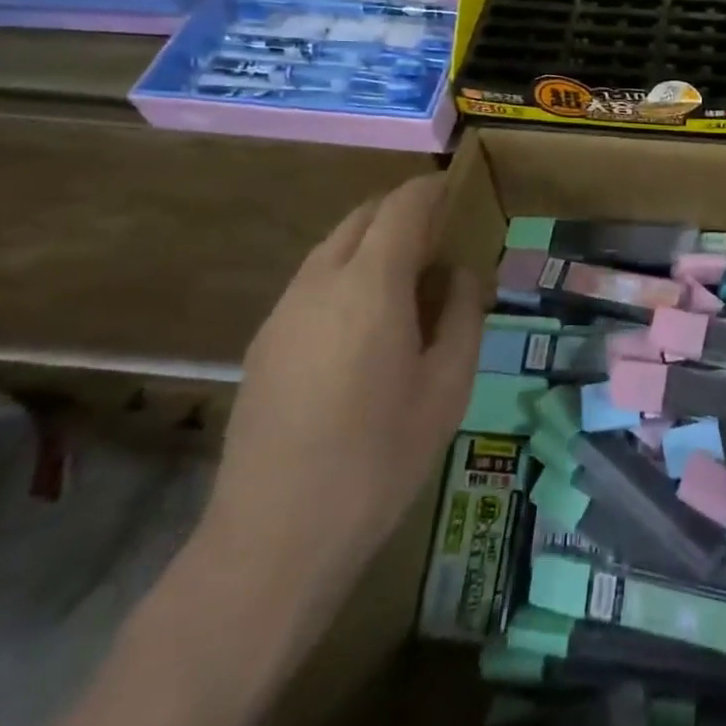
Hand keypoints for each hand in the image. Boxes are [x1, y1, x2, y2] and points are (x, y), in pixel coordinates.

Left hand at [203, 175, 485, 597]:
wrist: (274, 537)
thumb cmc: (379, 459)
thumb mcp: (447, 387)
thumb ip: (461, 316)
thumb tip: (462, 274)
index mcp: (371, 284)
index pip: (403, 206)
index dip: (431, 189)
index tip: (457, 187)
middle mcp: (320, 282)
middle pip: (362, 217)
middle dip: (402, 210)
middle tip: (440, 233)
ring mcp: (284, 311)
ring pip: (332, 247)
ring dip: (371, 241)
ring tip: (407, 274)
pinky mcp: (263, 342)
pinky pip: (312, 281)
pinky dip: (346, 272)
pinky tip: (365, 319)